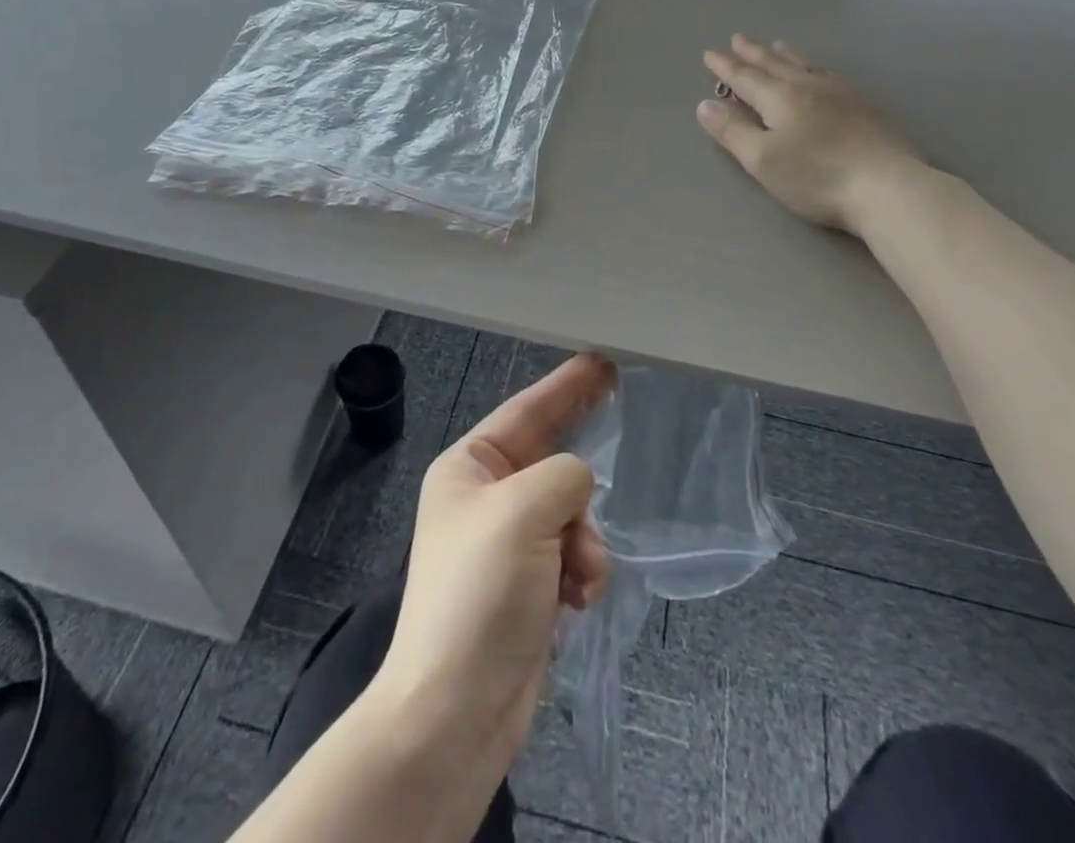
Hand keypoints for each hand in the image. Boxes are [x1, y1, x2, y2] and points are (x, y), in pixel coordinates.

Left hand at [374, 353, 616, 771]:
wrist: (455, 712)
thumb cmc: (480, 593)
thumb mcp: (523, 511)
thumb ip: (564, 476)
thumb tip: (577, 485)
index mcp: (468, 468)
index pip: (525, 411)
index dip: (565, 385)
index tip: (601, 361)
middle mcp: (485, 498)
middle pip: (548, 457)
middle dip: (580, 456)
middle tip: (619, 399)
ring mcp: (506, 544)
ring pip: (568, 511)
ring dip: (584, 537)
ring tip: (581, 573)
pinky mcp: (526, 587)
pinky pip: (570, 554)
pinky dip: (582, 570)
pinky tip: (577, 600)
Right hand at [698, 35, 926, 236]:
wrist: (887, 186)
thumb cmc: (816, 176)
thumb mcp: (762, 160)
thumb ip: (732, 131)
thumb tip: (705, 105)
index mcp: (780, 98)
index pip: (745, 77)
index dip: (725, 67)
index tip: (710, 54)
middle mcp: (808, 87)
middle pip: (775, 64)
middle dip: (753, 53)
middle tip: (739, 39)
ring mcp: (841, 94)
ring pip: (805, 65)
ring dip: (785, 55)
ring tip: (776, 45)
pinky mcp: (865, 106)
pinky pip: (829, 74)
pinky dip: (813, 67)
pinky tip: (819, 72)